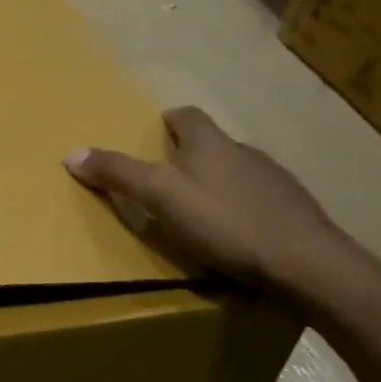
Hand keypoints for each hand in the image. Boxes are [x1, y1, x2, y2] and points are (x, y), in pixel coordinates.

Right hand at [65, 106, 360, 299]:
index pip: (188, 115)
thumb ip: (118, 173)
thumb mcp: (160, 197)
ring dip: (219, 184)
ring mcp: (277, 183)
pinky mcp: (297, 214)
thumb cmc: (226, 223)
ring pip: (239, 173)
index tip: (156, 130)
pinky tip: (237, 236)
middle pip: (214, 144)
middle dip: (192, 155)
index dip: (171, 120)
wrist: (309, 266)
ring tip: (200, 211)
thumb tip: (71, 153)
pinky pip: (261, 202)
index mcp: (211, 143)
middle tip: (167, 177)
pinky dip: (244, 210)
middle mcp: (246, 153)